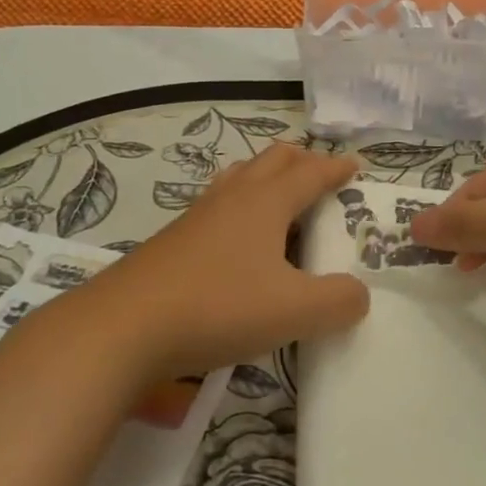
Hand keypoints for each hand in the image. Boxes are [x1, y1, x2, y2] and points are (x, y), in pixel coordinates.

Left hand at [93, 143, 369, 379]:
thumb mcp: (293, 311)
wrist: (126, 325)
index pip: (310, 172)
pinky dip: (241, 203)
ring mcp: (200, 214)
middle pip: (273, 160)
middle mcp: (234, 196)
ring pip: (241, 176)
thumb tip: (359, 293)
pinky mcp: (176, 237)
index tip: (355, 165)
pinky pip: (219, 202)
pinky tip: (237, 236)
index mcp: (267, 201)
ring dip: (267, 176)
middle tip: (321, 177)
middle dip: (302, 161)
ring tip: (281, 197)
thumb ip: (337, 301)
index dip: (336, 168)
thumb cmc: (219, 306)